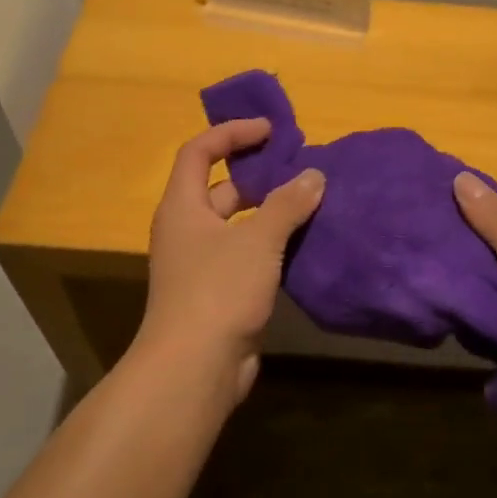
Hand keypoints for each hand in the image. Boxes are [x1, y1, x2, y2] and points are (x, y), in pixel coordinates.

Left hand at [136, 119, 324, 398]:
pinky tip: (307, 244)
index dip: (232, 134)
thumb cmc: (219, 291)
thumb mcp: (258, 240)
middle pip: (221, 188)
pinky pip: (249, 256)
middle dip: (258, 174)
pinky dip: (274, 245)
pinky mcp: (221, 293)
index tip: (271, 131)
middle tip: (301, 168)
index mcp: (182, 207)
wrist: (196, 366)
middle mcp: (188, 230)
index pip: (199, 152)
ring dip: (272, 212)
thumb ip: (288, 204)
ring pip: (239, 225)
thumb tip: (314, 175)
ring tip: (313, 201)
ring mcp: (203, 264)